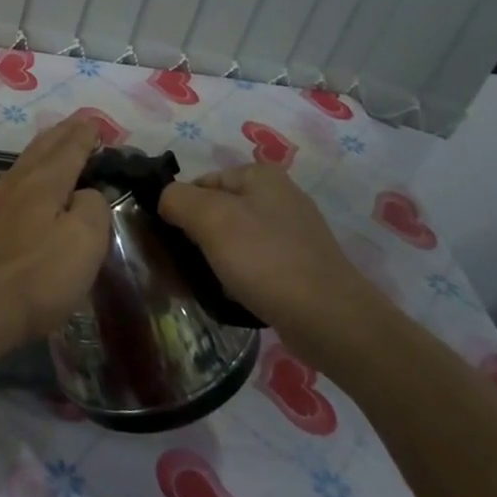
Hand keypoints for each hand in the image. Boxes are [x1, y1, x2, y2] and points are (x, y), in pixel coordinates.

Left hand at [0, 116, 109, 359]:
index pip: (70, 147)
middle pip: (43, 147)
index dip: (85, 134)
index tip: (96, 122)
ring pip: (25, 163)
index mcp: (45, 180)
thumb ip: (93, 208)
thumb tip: (87, 194)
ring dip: (45, 150)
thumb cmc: (36, 275)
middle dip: (63, 133)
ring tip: (57, 146)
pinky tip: (27, 184)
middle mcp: (17, 181)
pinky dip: (30, 172)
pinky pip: (13, 183)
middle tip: (79, 123)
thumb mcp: (84, 241)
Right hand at [159, 164, 394, 368]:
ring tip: (202, 285)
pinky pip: (254, 262)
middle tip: (181, 267)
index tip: (167, 242)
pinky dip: (237, 275)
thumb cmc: (266, 261)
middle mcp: (278, 196)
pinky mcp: (299, 265)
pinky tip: (231, 295)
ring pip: (233, 238)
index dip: (178, 209)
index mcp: (260, 175)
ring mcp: (292, 232)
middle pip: (216, 210)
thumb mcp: (211, 219)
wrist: (331, 321)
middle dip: (195, 237)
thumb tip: (164, 201)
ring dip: (213, 259)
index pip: (199, 183)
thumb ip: (176, 199)